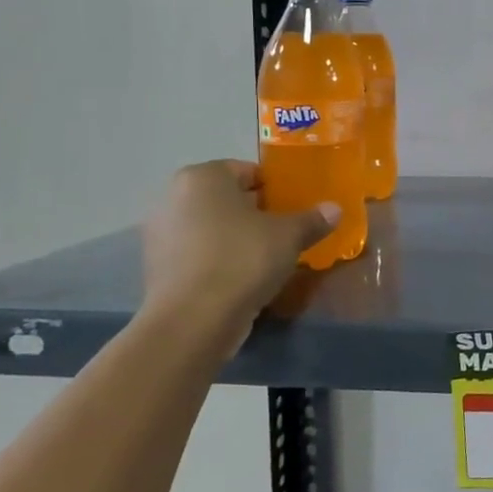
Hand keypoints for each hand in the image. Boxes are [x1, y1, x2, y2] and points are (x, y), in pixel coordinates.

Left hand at [140, 161, 337, 344]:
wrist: (193, 320)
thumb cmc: (243, 259)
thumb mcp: (290, 236)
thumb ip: (312, 219)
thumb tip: (335, 209)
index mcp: (203, 177)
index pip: (247, 171)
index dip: (275, 187)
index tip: (295, 206)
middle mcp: (174, 198)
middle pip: (226, 199)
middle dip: (255, 212)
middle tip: (285, 231)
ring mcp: (160, 235)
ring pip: (211, 228)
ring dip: (236, 238)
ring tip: (267, 257)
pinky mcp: (157, 269)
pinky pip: (198, 255)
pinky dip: (218, 261)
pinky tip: (242, 279)